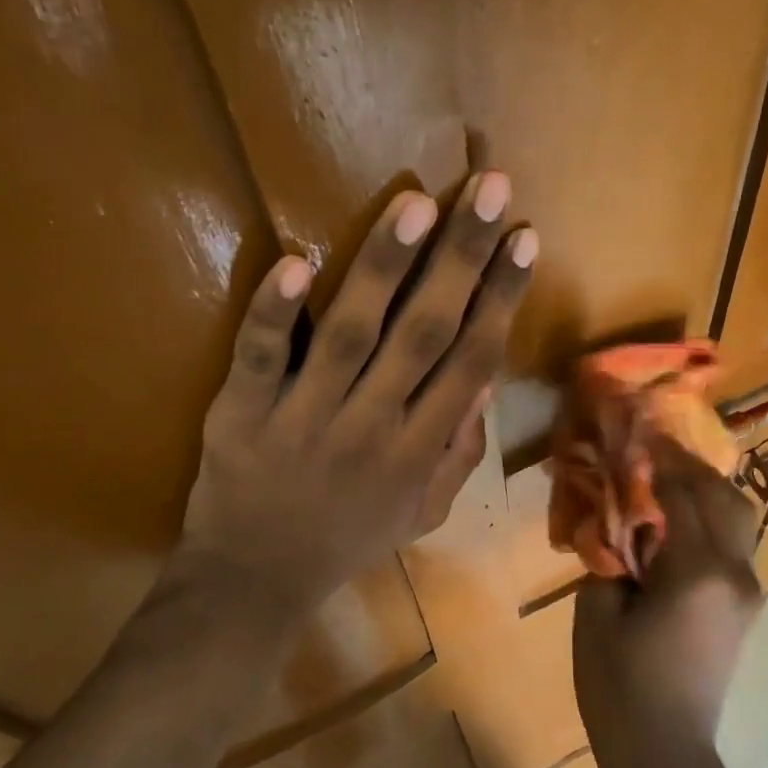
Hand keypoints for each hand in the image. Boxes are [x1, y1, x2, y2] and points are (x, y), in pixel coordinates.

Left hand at [169, 171, 536, 620]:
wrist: (258, 578)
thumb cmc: (348, 539)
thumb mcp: (424, 512)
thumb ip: (458, 451)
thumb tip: (482, 382)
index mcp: (419, 451)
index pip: (471, 361)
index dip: (501, 299)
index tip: (523, 238)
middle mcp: (373, 426)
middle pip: (424, 333)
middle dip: (461, 260)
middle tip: (488, 189)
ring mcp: (305, 417)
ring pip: (351, 333)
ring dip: (384, 267)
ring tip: (416, 205)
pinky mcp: (243, 413)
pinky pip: (261, 358)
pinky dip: (275, 314)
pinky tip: (295, 263)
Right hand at [572, 443, 761, 767]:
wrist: (666, 755)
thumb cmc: (620, 688)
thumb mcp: (596, 614)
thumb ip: (610, 555)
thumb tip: (617, 520)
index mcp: (698, 571)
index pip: (682, 493)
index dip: (656, 459)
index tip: (634, 433)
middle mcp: (736, 572)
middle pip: (723, 497)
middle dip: (688, 467)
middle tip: (650, 451)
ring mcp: (748, 591)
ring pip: (738, 518)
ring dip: (704, 491)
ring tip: (665, 480)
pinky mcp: (745, 607)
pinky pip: (734, 545)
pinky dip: (710, 519)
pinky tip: (677, 520)